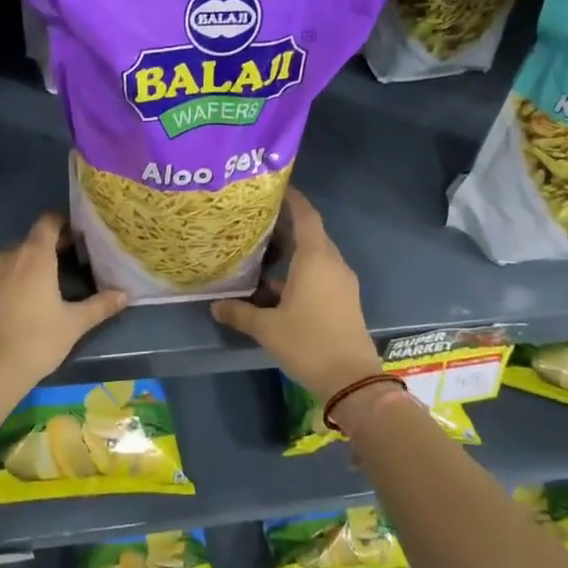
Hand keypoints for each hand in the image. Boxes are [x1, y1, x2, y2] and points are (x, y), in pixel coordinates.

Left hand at [0, 214, 127, 391]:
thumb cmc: (37, 341)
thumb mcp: (74, 324)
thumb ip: (100, 305)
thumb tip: (125, 294)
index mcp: (34, 256)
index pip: (48, 222)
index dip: (64, 224)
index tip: (80, 237)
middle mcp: (9, 257)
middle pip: (32, 239)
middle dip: (52, 245)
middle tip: (74, 261)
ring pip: (15, 257)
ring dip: (32, 262)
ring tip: (51, 281)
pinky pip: (1, 275)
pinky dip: (16, 278)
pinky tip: (27, 301)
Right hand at [210, 188, 382, 399]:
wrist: (351, 379)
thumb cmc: (308, 343)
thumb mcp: (267, 328)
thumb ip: (239, 312)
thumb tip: (215, 306)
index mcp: (315, 259)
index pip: (306, 216)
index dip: (293, 199)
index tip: (275, 187)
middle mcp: (332, 264)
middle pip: (311, 234)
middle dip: (286, 225)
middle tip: (257, 220)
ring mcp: (341, 283)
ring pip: (315, 256)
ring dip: (292, 251)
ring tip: (261, 250)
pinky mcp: (343, 300)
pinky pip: (320, 274)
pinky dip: (300, 271)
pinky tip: (275, 285)